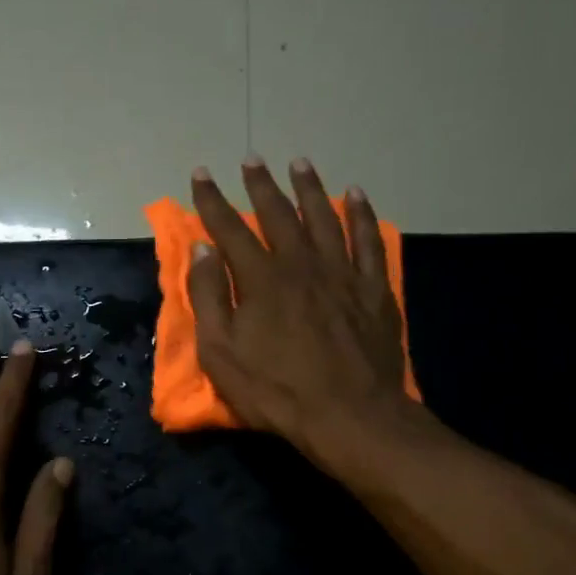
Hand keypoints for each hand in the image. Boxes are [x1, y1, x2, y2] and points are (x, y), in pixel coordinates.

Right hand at [190, 157, 417, 465]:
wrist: (348, 415)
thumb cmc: (276, 391)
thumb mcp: (222, 353)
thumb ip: (208, 298)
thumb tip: (202, 250)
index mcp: (261, 279)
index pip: (230, 229)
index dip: (212, 201)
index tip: (200, 174)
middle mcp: (302, 264)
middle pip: (278, 214)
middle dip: (261, 185)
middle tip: (251, 159)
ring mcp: (342, 273)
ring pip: (325, 217)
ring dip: (309, 188)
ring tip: (299, 164)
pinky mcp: (374, 289)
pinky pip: (369, 240)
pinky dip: (362, 215)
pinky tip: (356, 195)